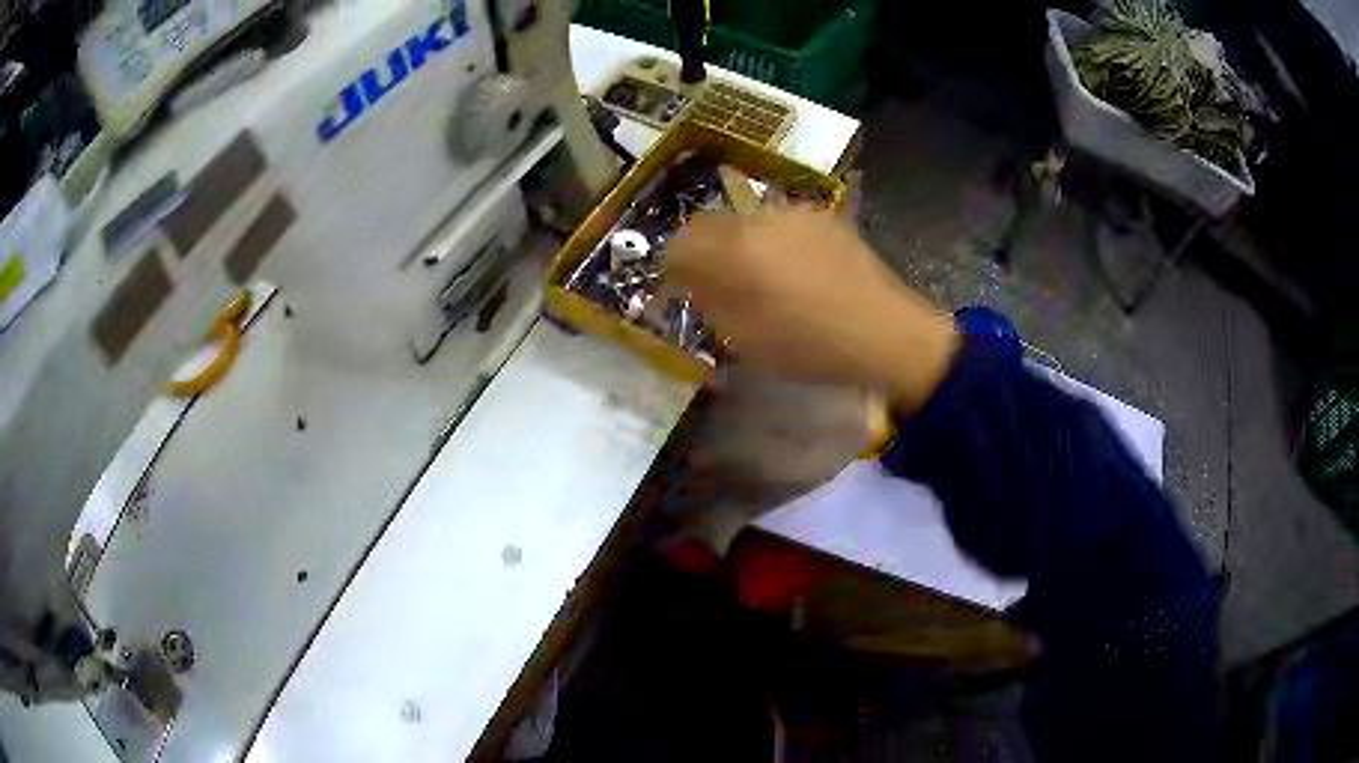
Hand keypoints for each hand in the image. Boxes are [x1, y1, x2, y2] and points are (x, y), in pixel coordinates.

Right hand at [664, 209, 958, 410]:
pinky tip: (793, 269)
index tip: (681, 289)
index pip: (680, 244)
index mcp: (737, 252)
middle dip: (702, 251)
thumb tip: (690, 283)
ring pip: (745, 220)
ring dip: (738, 244)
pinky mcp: (822, 217)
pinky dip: (771, 240)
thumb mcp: (747, 339)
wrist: (885, 333)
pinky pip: (779, 223)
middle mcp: (761, 221)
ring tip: (759, 277)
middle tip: (714, 283)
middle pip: (709, 223)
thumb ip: (710, 304)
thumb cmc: (812, 347)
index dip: (673, 267)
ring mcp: (795, 214)